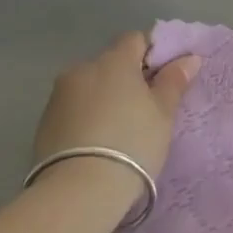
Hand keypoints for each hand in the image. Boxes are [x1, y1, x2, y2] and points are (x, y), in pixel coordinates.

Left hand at [33, 30, 199, 191]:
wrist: (78, 192)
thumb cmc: (132, 143)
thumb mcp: (163, 113)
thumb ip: (174, 81)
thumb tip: (189, 58)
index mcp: (114, 60)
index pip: (136, 40)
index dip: (152, 55)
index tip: (163, 80)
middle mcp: (82, 69)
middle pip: (111, 64)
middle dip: (126, 79)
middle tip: (144, 110)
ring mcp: (58, 96)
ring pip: (90, 87)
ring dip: (104, 98)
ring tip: (117, 131)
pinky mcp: (43, 124)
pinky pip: (73, 109)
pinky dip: (86, 118)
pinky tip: (96, 144)